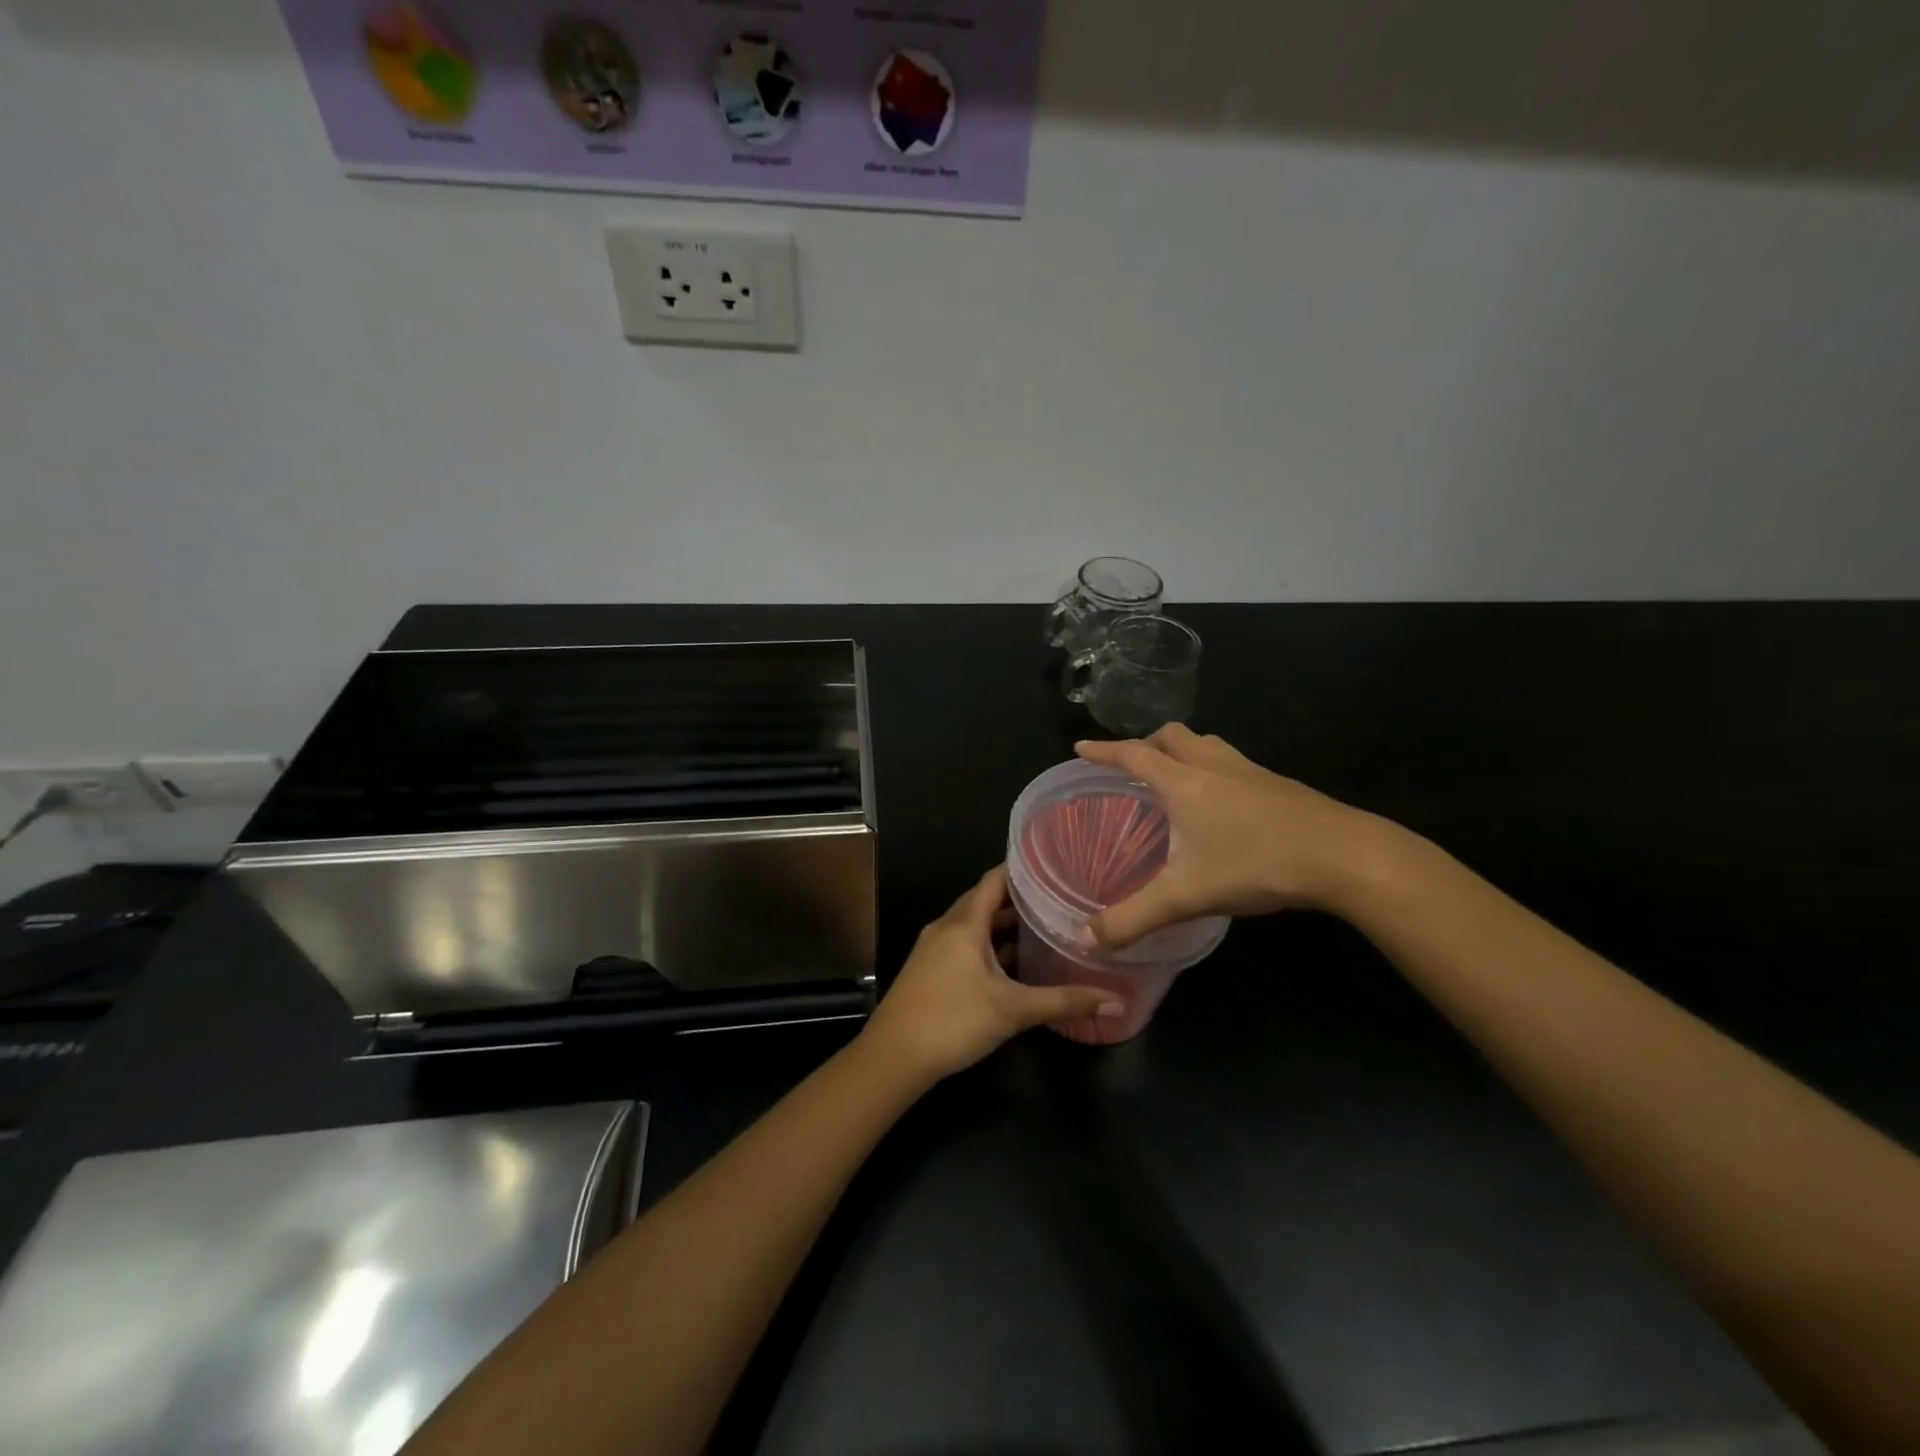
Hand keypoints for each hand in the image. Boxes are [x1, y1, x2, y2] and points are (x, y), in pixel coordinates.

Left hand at [863, 866, 1122, 1083]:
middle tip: (1058, 896)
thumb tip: (1116, 1002)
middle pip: (985, 900)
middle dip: (1019, 898)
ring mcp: (935, 948)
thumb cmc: (953, 1021)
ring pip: (974, 924)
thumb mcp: (1013, 1011)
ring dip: (1004, 924)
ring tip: (1043, 926)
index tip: (1055, 865)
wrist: (893, 1057)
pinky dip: (989, 945)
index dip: (1022, 869)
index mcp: (964, 922)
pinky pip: (965, 943)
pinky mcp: (930, 968)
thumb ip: (1064, 1002)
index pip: (995, 879)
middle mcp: (947, 926)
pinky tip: (1013, 963)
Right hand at [1075, 724, 1387, 946]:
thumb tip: (1083, 940)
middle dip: (1146, 744)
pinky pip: (1235, 763)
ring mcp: (1251, 772)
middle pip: (1173, 736)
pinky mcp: (1280, 786)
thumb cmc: (1255, 864)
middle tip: (1133, 766)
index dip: (1103, 750)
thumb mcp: (1185, 896)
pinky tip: (1224, 803)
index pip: (1133, 755)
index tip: (1080, 747)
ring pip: (1208, 744)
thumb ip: (1132, 918)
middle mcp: (1214, 766)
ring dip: (1184, 750)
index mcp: (1184, 782)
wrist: (1343, 855)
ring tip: (1176, 776)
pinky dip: (1215, 769)